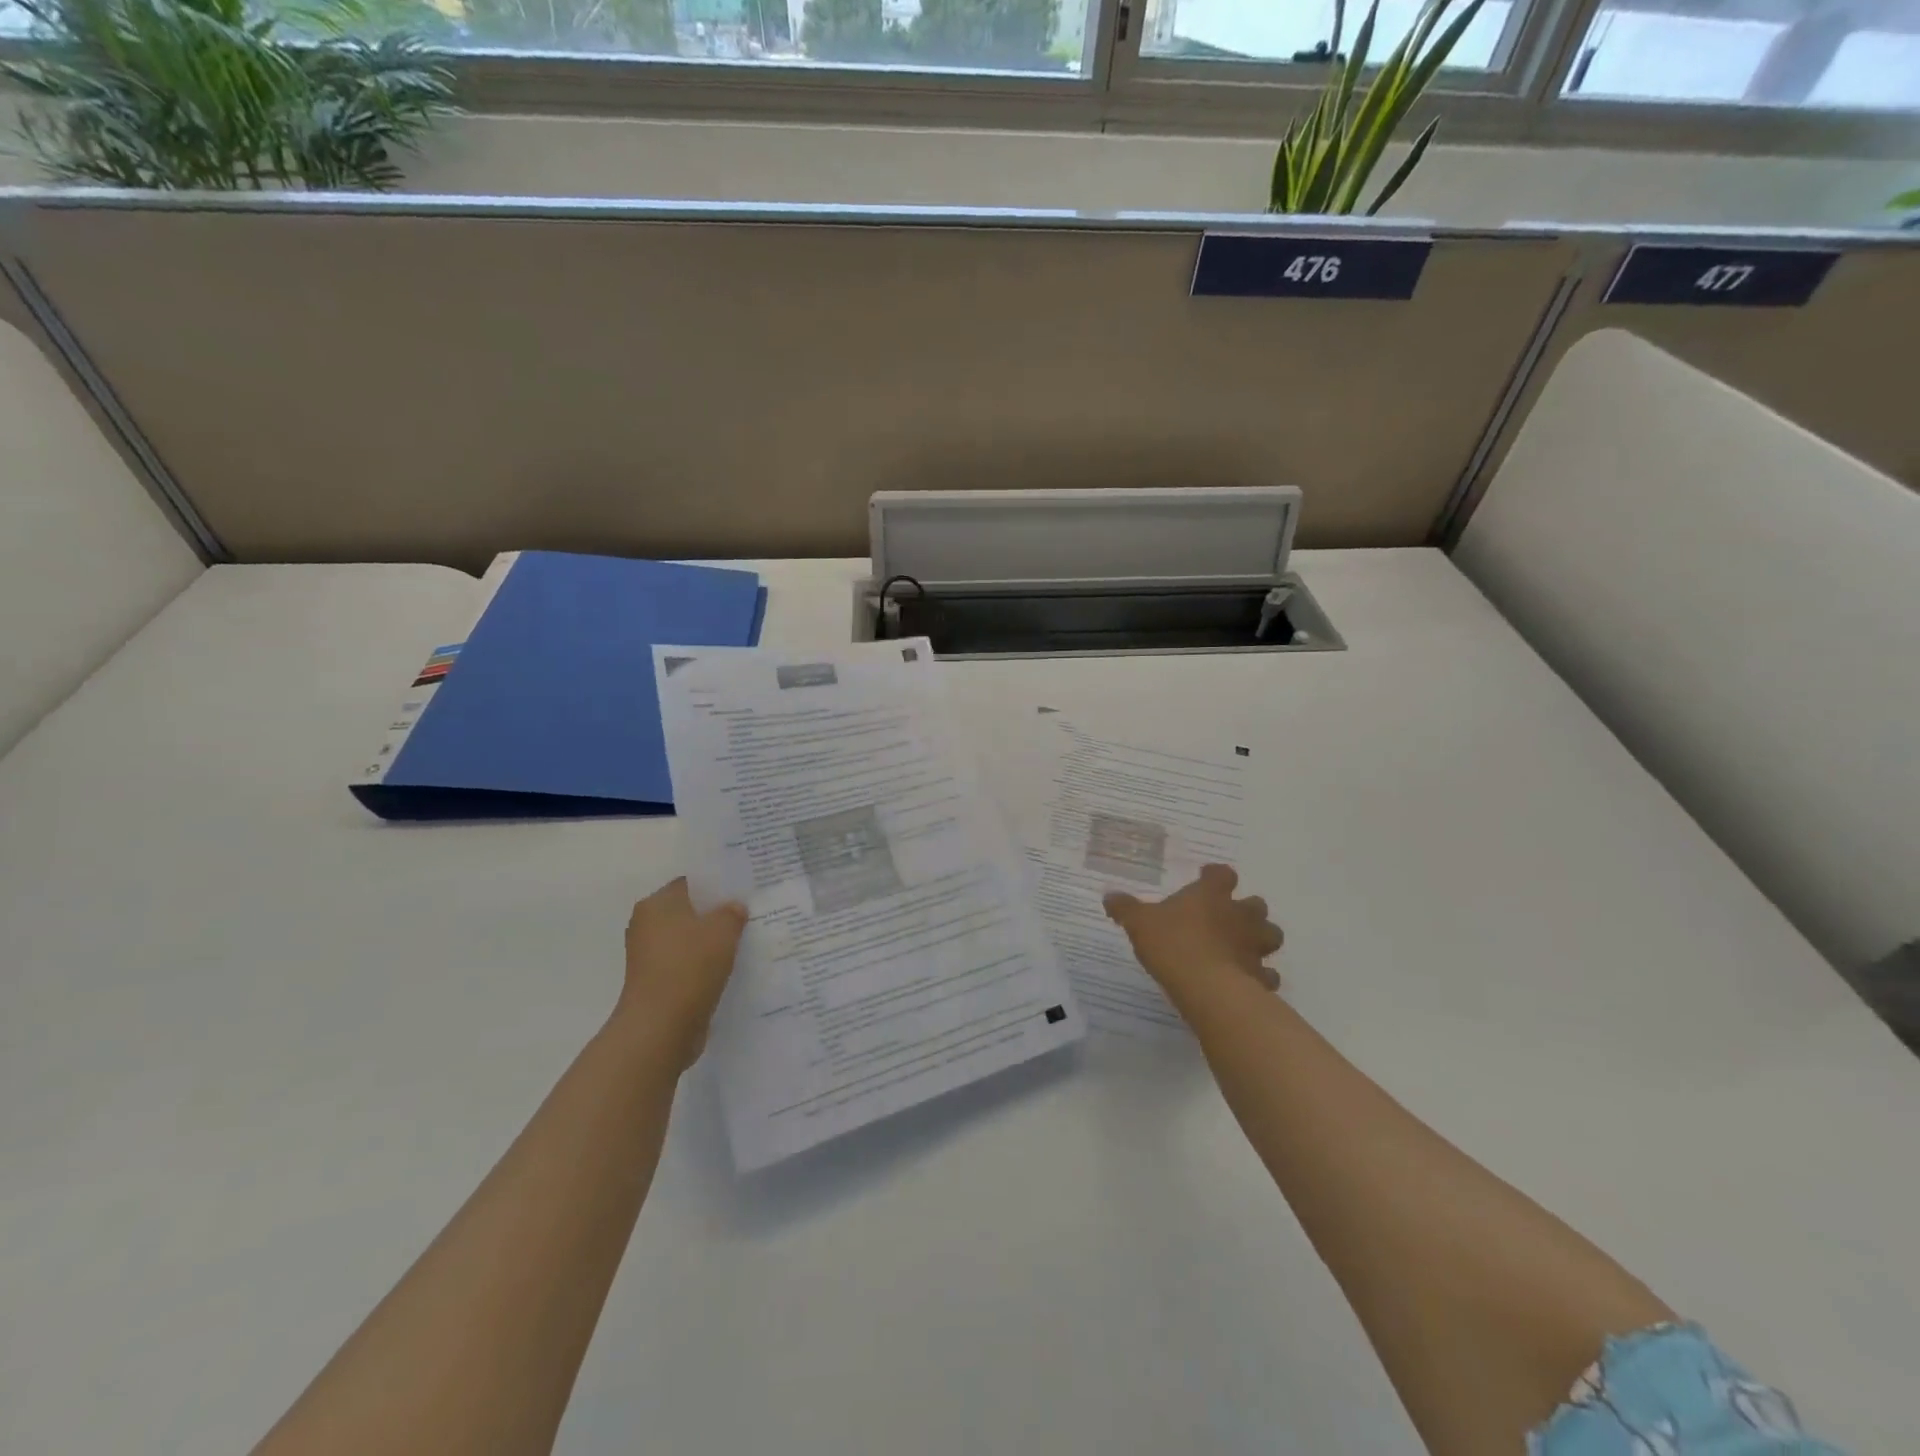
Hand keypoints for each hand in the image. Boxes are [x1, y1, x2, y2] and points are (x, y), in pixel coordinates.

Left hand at [618, 877, 748, 1068]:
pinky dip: (702, 965)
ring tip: (742, 942)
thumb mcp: (723, 930)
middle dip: (714, 914)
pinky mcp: (655, 982)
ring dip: (709, 942)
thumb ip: (732, 912)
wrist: (661, 1027)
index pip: (689, 883)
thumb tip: (733, 907)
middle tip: (746, 915)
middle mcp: (646, 925)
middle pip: (687, 912)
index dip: (716, 885)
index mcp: (656, 904)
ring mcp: (648, 956)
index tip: (741, 891)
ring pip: (687, 940)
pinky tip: (727, 968)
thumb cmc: (690, 966)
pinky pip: (685, 964)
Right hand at [1104, 864, 1282, 1004]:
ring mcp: (1254, 946)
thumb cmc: (1172, 943)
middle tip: (1229, 918)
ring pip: (1271, 935)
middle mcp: (1238, 915)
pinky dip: (1260, 976)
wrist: (1206, 987)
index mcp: (1211, 896)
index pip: (1222, 874)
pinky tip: (1247, 981)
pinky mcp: (1260, 977)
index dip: (1216, 875)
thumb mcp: (1139, 923)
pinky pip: (1267, 974)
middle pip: (1256, 904)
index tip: (1206, 877)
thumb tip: (1109, 896)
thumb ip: (1126, 909)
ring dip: (1261, 939)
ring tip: (1244, 948)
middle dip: (1246, 909)